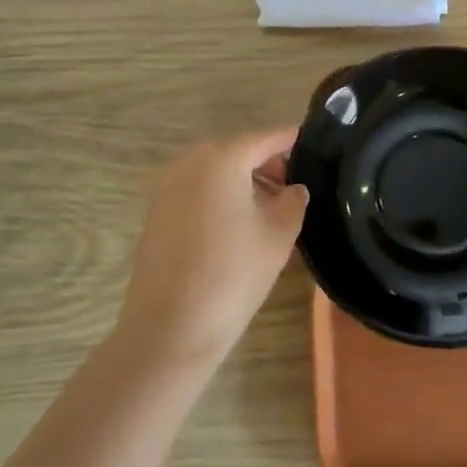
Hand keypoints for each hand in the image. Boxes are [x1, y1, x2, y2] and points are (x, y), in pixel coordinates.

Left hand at [116, 127, 308, 369]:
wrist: (169, 328)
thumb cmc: (232, 275)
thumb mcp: (278, 236)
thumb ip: (293, 202)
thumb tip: (294, 188)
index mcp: (222, 160)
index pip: (263, 139)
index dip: (289, 139)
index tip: (310, 140)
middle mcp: (189, 163)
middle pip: (236, 152)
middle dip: (265, 164)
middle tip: (294, 186)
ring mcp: (166, 187)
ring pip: (214, 172)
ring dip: (242, 182)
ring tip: (270, 209)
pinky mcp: (155, 213)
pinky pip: (196, 191)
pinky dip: (219, 197)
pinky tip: (238, 226)